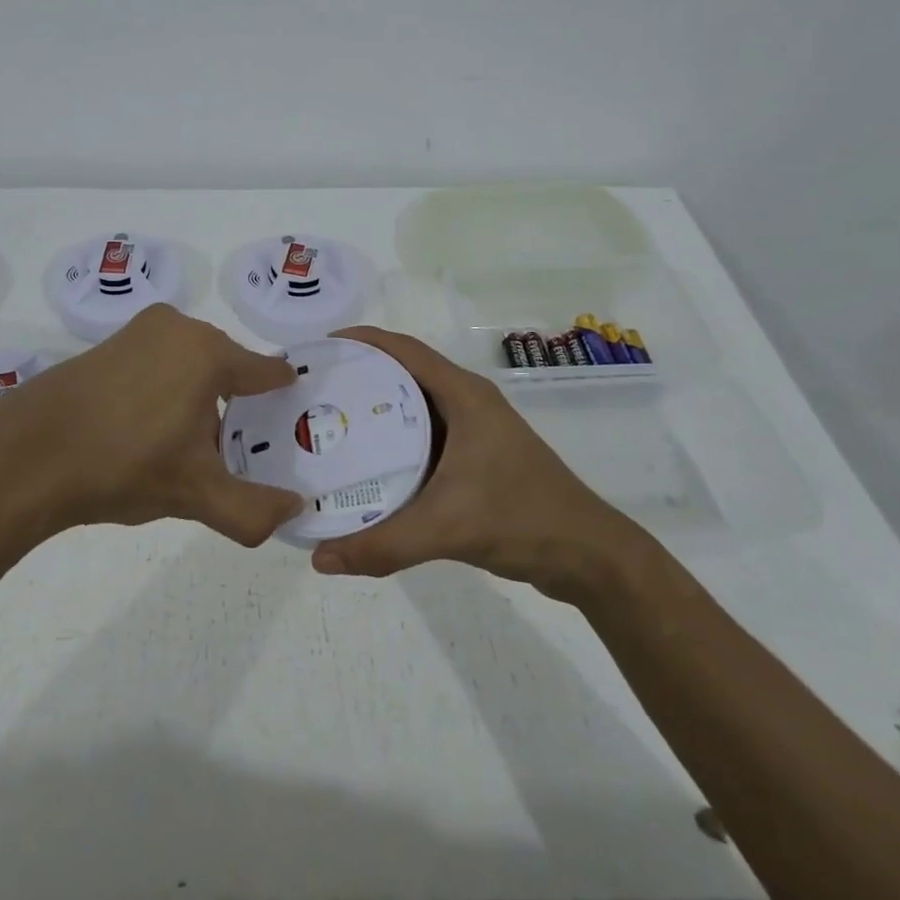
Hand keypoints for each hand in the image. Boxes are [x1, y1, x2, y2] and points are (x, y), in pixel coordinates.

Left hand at [0, 304, 303, 547]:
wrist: (28, 457)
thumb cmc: (125, 466)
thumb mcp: (196, 495)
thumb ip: (254, 509)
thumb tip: (295, 511)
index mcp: (209, 352)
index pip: (268, 371)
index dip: (282, 400)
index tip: (289, 426)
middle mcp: (178, 328)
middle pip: (228, 368)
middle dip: (236, 406)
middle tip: (233, 452)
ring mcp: (138, 332)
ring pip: (191, 365)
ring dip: (198, 400)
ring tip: (187, 448)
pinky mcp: (106, 344)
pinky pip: (156, 363)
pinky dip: (164, 391)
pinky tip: (146, 432)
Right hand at [308, 327, 644, 594]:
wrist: (588, 556)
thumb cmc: (523, 519)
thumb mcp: (448, 528)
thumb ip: (383, 544)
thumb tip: (319, 558)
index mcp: (464, 395)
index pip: (404, 350)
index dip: (361, 341)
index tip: (318, 348)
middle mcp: (467, 403)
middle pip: (402, 375)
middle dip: (358, 376)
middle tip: (311, 392)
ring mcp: (474, 431)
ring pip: (412, 408)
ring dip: (374, 411)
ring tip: (326, 425)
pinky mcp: (476, 459)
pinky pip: (423, 438)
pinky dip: (392, 443)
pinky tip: (366, 466)